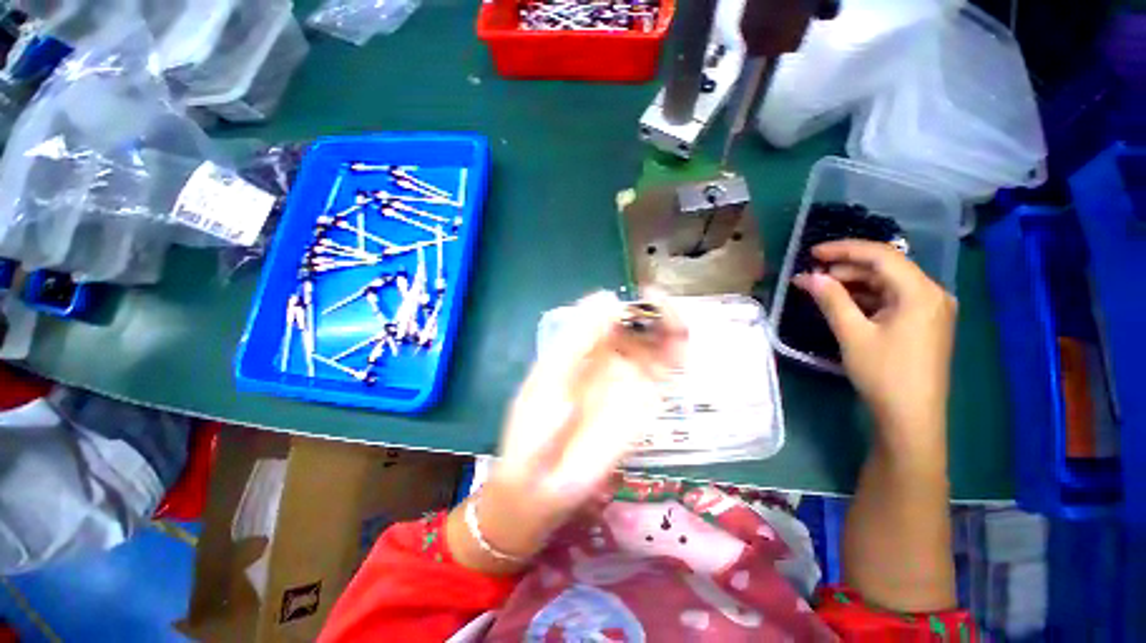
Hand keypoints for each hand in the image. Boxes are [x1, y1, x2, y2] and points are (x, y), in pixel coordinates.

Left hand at [448, 292, 685, 573]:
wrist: (544, 479)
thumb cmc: (536, 424)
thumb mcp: (551, 375)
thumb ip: (578, 338)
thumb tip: (607, 296)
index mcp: (583, 347)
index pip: (610, 313)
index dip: (625, 300)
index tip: (637, 292)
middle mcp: (609, 357)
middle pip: (638, 325)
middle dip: (653, 309)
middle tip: (661, 302)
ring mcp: (629, 379)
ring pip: (657, 344)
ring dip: (670, 327)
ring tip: (675, 322)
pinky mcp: (645, 402)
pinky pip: (667, 373)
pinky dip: (677, 356)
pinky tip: (679, 346)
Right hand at [793, 240, 955, 453]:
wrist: (911, 417)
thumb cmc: (883, 373)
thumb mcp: (852, 334)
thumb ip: (831, 299)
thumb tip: (809, 277)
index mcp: (920, 292)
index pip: (881, 255)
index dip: (843, 249)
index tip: (811, 253)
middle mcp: (932, 294)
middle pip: (886, 268)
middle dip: (846, 269)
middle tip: (812, 276)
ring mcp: (931, 310)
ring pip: (888, 284)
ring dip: (854, 284)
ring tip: (822, 290)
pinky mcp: (924, 324)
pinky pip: (892, 300)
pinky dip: (866, 298)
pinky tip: (844, 304)